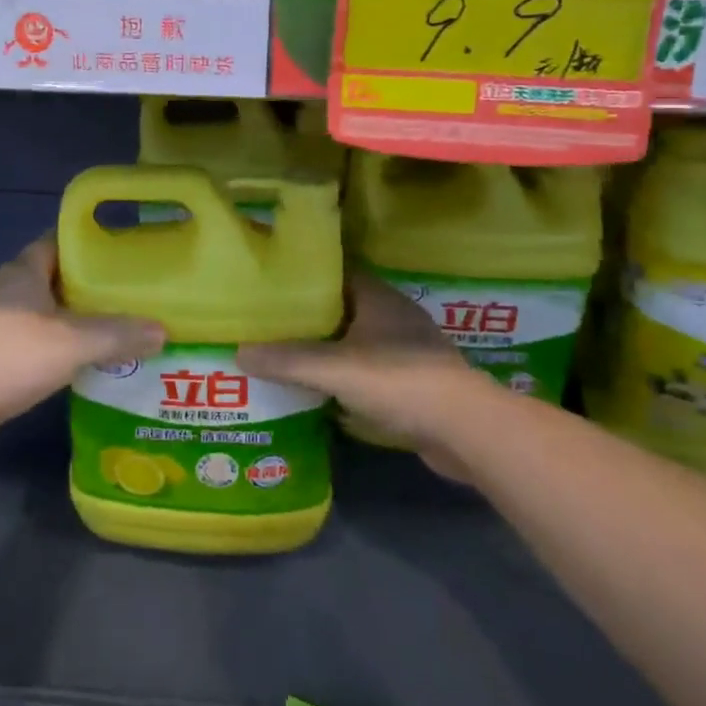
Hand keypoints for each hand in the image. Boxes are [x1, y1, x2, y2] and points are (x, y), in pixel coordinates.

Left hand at [0, 235, 165, 436]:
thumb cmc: (13, 356)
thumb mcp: (74, 343)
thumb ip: (118, 335)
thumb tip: (162, 331)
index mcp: (23, 270)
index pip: (57, 242)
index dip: (87, 245)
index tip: (120, 253)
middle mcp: (7, 288)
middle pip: (53, 276)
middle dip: (86, 284)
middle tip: (125, 293)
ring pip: (43, 309)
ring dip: (71, 316)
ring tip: (111, 327)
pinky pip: (33, 336)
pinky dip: (56, 342)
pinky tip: (81, 359)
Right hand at [238, 269, 482, 479]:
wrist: (467, 431)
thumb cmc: (400, 381)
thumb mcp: (334, 368)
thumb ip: (287, 360)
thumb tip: (238, 352)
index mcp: (378, 297)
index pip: (335, 274)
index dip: (303, 277)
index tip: (271, 285)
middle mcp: (394, 317)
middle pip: (343, 309)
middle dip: (310, 317)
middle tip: (270, 323)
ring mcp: (408, 352)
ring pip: (356, 342)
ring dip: (329, 349)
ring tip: (288, 356)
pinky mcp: (415, 385)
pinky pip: (370, 373)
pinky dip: (347, 378)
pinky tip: (322, 391)